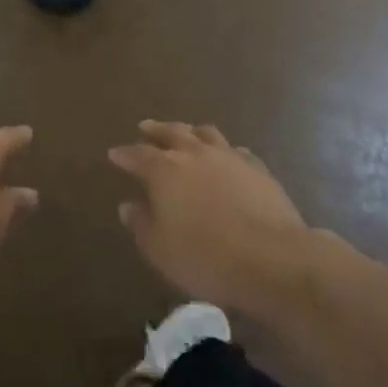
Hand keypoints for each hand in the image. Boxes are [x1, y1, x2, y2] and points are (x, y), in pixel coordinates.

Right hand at [110, 121, 310, 314]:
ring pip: (205, 133)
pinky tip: (227, 156)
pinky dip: (225, 150)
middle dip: (155, 130)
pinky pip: (236, 150)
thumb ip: (141, 224)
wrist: (272, 259)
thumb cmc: (206, 257)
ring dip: (190, 131)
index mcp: (165, 170)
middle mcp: (195, 154)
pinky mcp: (258, 169)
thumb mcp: (160, 249)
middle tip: (145, 127)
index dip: (124, 154)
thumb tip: (128, 205)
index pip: (138, 155)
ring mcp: (229, 158)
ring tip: (185, 133)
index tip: (114, 154)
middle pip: (171, 133)